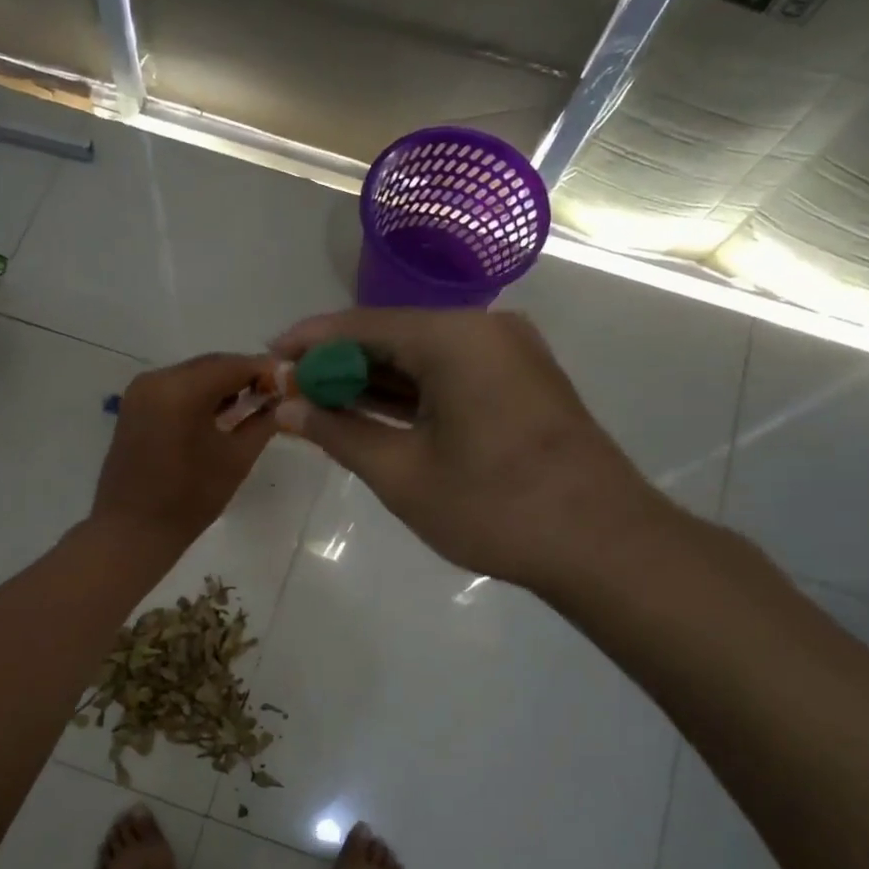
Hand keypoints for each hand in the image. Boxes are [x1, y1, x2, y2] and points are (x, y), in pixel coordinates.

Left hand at [90, 352, 275, 552]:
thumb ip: (262, 422)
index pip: (234, 365)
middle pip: (211, 365)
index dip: (265, 370)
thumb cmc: (189, 499)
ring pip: (193, 375)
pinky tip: (220, 412)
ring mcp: (141, 391)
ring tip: (252, 403)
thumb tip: (283, 402)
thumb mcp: (236, 459)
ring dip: (222, 384)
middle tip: (275, 392)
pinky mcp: (134, 405)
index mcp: (181, 390)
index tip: (290, 380)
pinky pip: (175, 388)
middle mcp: (157, 379)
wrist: (133, 530)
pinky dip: (200, 394)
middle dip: (244, 375)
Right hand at [270, 309, 673, 592]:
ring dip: (372, 381)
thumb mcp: (401, 473)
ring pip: (421, 357)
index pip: (361, 324)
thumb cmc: (493, 507)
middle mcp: (484, 330)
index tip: (267, 359)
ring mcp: (508, 355)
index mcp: (454, 337)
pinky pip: (449, 375)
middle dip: (338, 363)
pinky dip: (409, 394)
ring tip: (319, 405)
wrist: (602, 544)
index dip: (308, 342)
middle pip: (391, 335)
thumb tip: (287, 406)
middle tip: (290, 391)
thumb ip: (339, 432)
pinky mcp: (520, 383)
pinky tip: (372, 414)